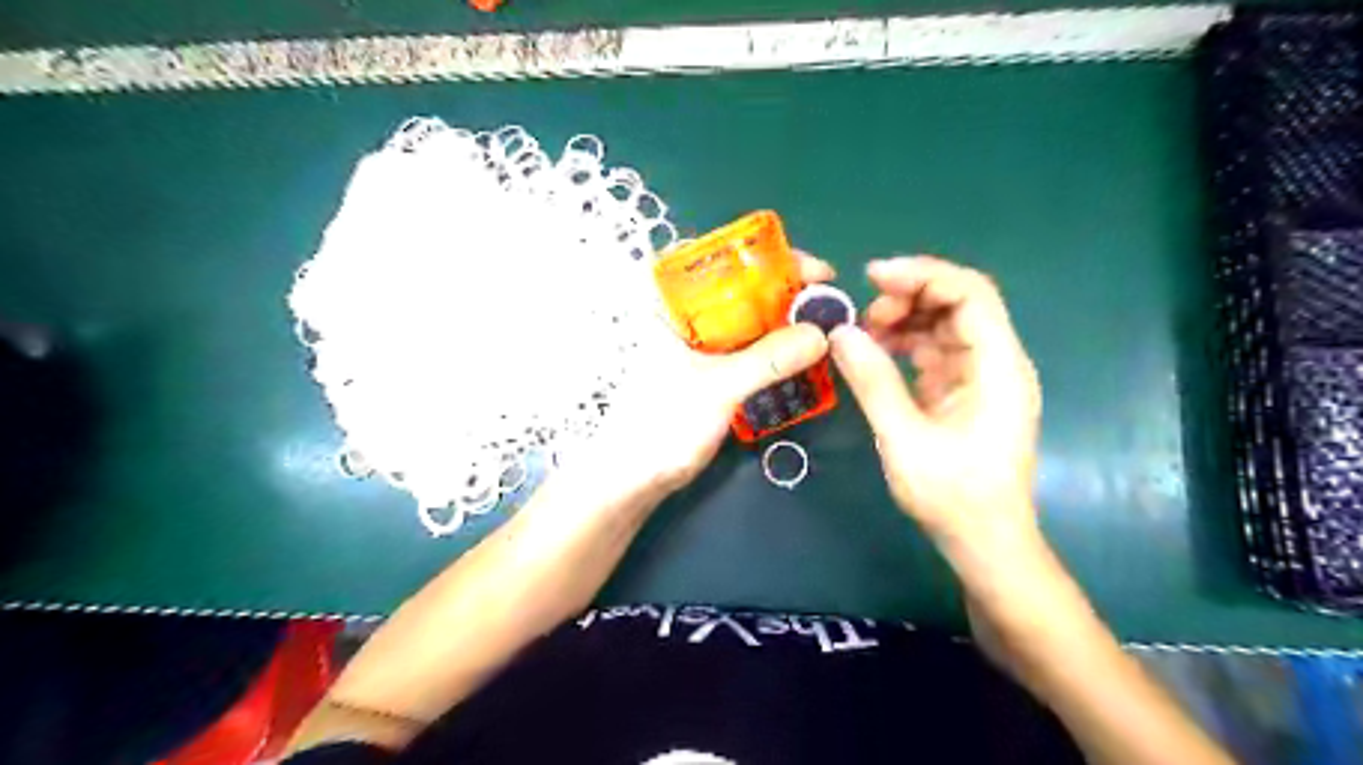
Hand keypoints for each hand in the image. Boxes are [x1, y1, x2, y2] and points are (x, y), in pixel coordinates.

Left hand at [571, 254, 830, 498]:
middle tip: (826, 299)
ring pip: (745, 319)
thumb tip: (820, 334)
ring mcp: (695, 344)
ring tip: (821, 325)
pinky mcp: (705, 370)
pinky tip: (800, 356)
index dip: (766, 255)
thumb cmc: (661, 425)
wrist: (633, 478)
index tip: (810, 269)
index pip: (718, 259)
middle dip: (783, 290)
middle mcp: (682, 316)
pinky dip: (771, 348)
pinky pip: (745, 347)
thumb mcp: (718, 388)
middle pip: (738, 287)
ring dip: (781, 321)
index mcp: (669, 304)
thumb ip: (768, 360)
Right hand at [831, 261, 1044, 552]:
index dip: (923, 275)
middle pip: (958, 303)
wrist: (984, 542)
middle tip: (862, 317)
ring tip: (863, 336)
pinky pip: (935, 351)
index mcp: (998, 366)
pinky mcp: (964, 391)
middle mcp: (997, 362)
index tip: (872, 277)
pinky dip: (905, 344)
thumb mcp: (904, 439)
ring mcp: (981, 376)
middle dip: (909, 297)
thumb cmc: (954, 496)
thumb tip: (840, 333)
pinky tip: (876, 354)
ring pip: (944, 325)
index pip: (970, 294)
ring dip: (904, 320)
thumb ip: (874, 382)